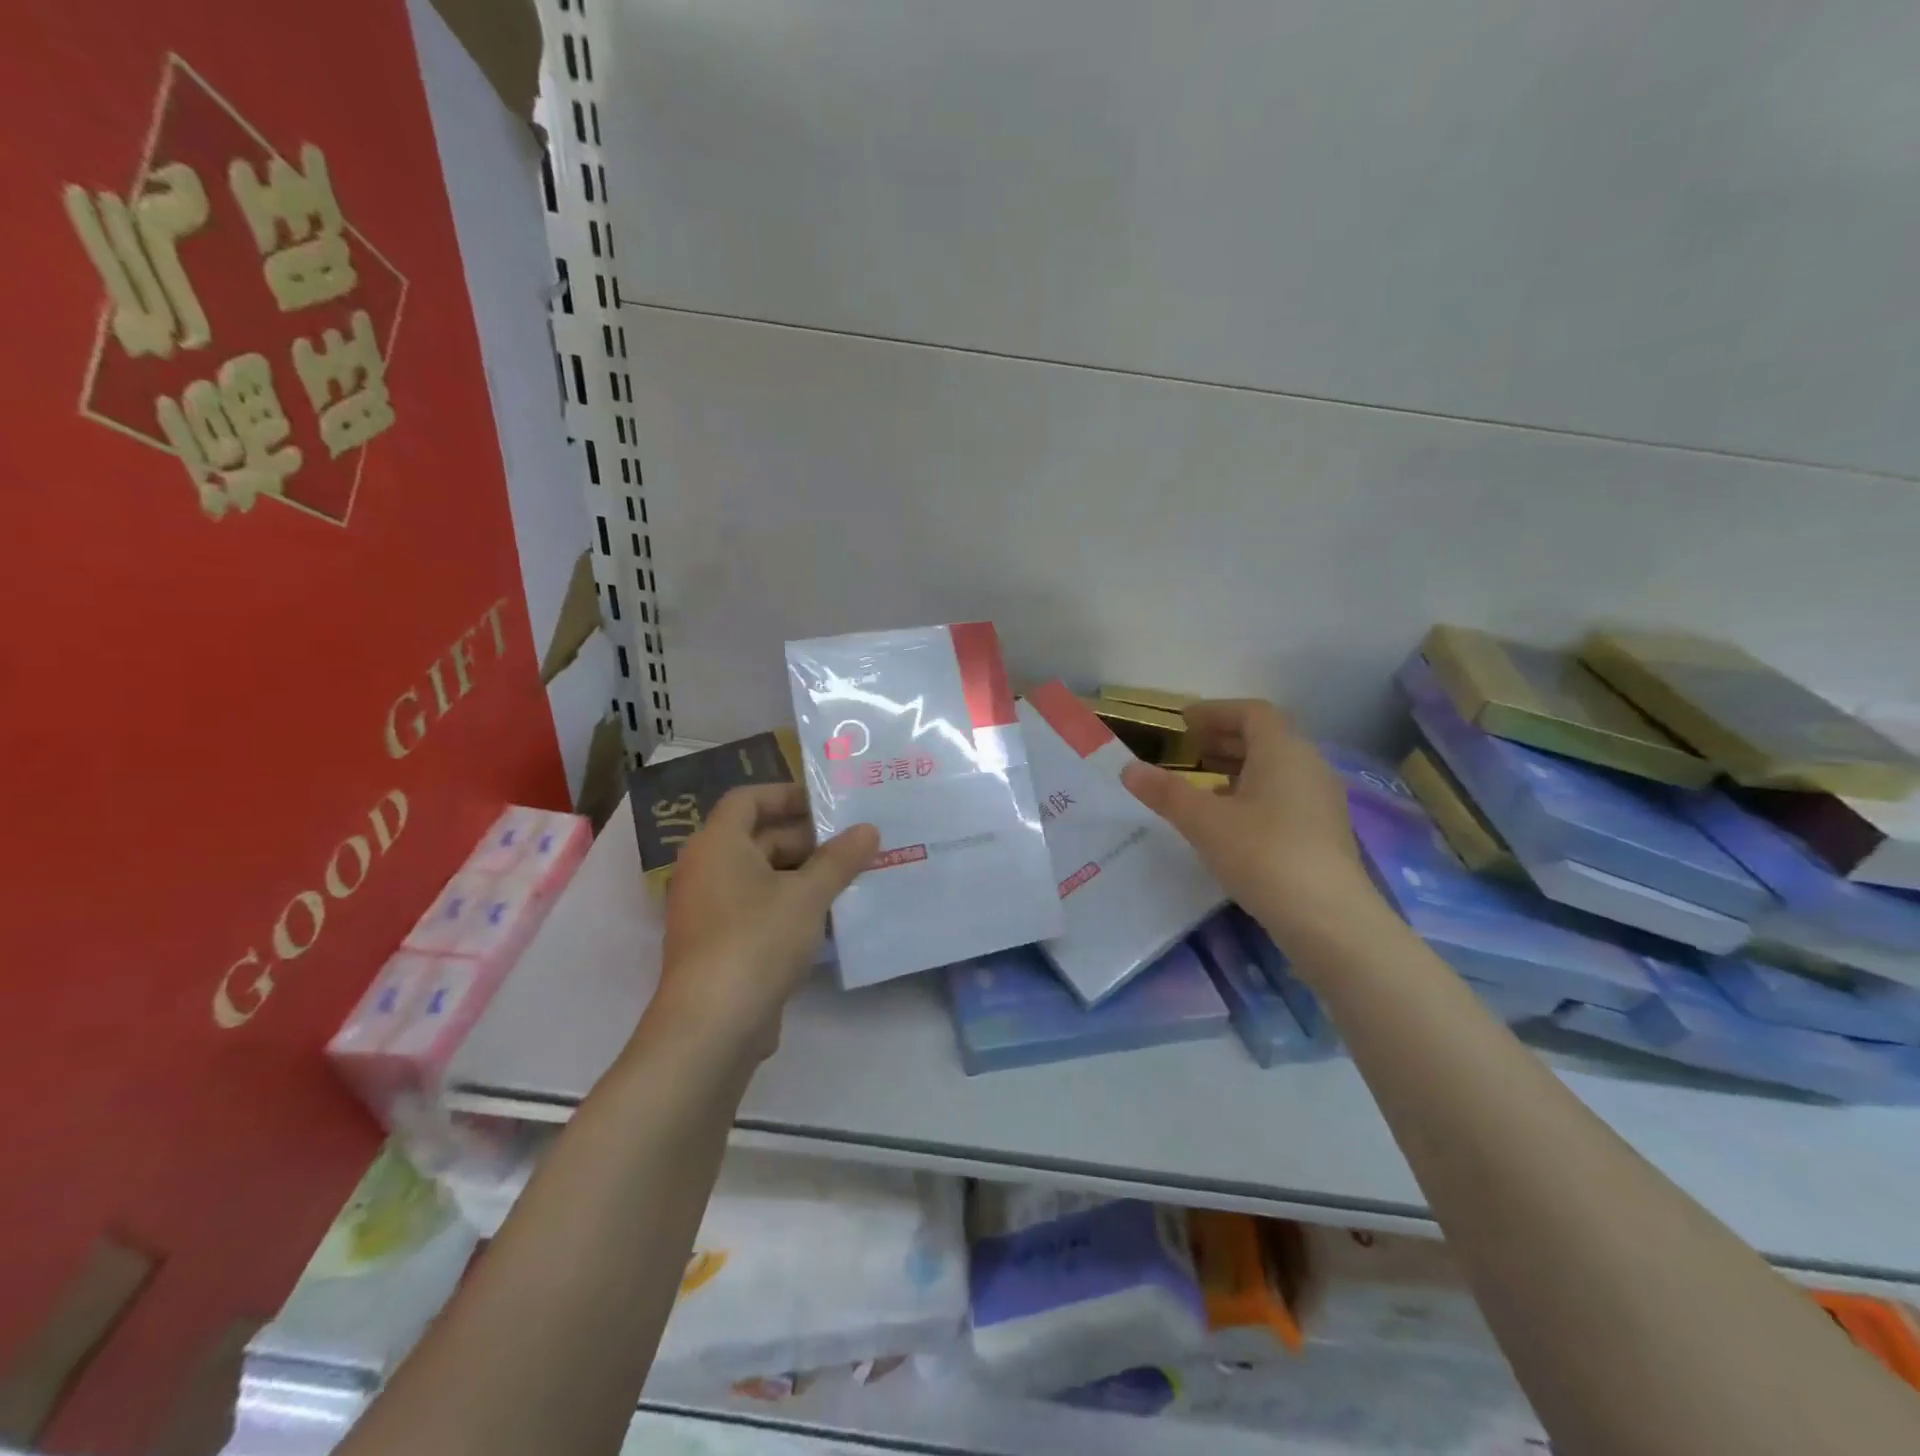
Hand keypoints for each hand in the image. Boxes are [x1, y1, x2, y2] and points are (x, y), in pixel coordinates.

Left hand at [650, 783, 877, 1061]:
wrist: (712, 1025)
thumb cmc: (757, 940)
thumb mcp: (808, 895)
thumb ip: (840, 859)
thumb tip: (869, 829)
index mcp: (718, 844)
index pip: (748, 799)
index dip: (787, 794)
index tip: (829, 803)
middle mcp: (706, 870)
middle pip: (758, 838)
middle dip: (807, 839)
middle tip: (854, 843)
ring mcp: (710, 910)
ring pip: (761, 877)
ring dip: (804, 875)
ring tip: (852, 878)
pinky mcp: (719, 945)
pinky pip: (758, 909)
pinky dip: (790, 906)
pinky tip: (830, 919)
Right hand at [1120, 699, 1382, 955]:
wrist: (1328, 918)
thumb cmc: (1263, 854)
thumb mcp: (1204, 821)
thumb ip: (1166, 792)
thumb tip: (1129, 768)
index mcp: (1283, 750)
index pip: (1252, 712)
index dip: (1216, 712)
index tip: (1184, 722)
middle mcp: (1308, 766)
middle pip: (1267, 738)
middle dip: (1226, 738)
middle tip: (1190, 749)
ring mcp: (1321, 800)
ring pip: (1277, 769)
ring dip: (1240, 767)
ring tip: (1205, 784)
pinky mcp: (1323, 832)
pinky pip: (1285, 795)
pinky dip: (1255, 793)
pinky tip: (1232, 821)